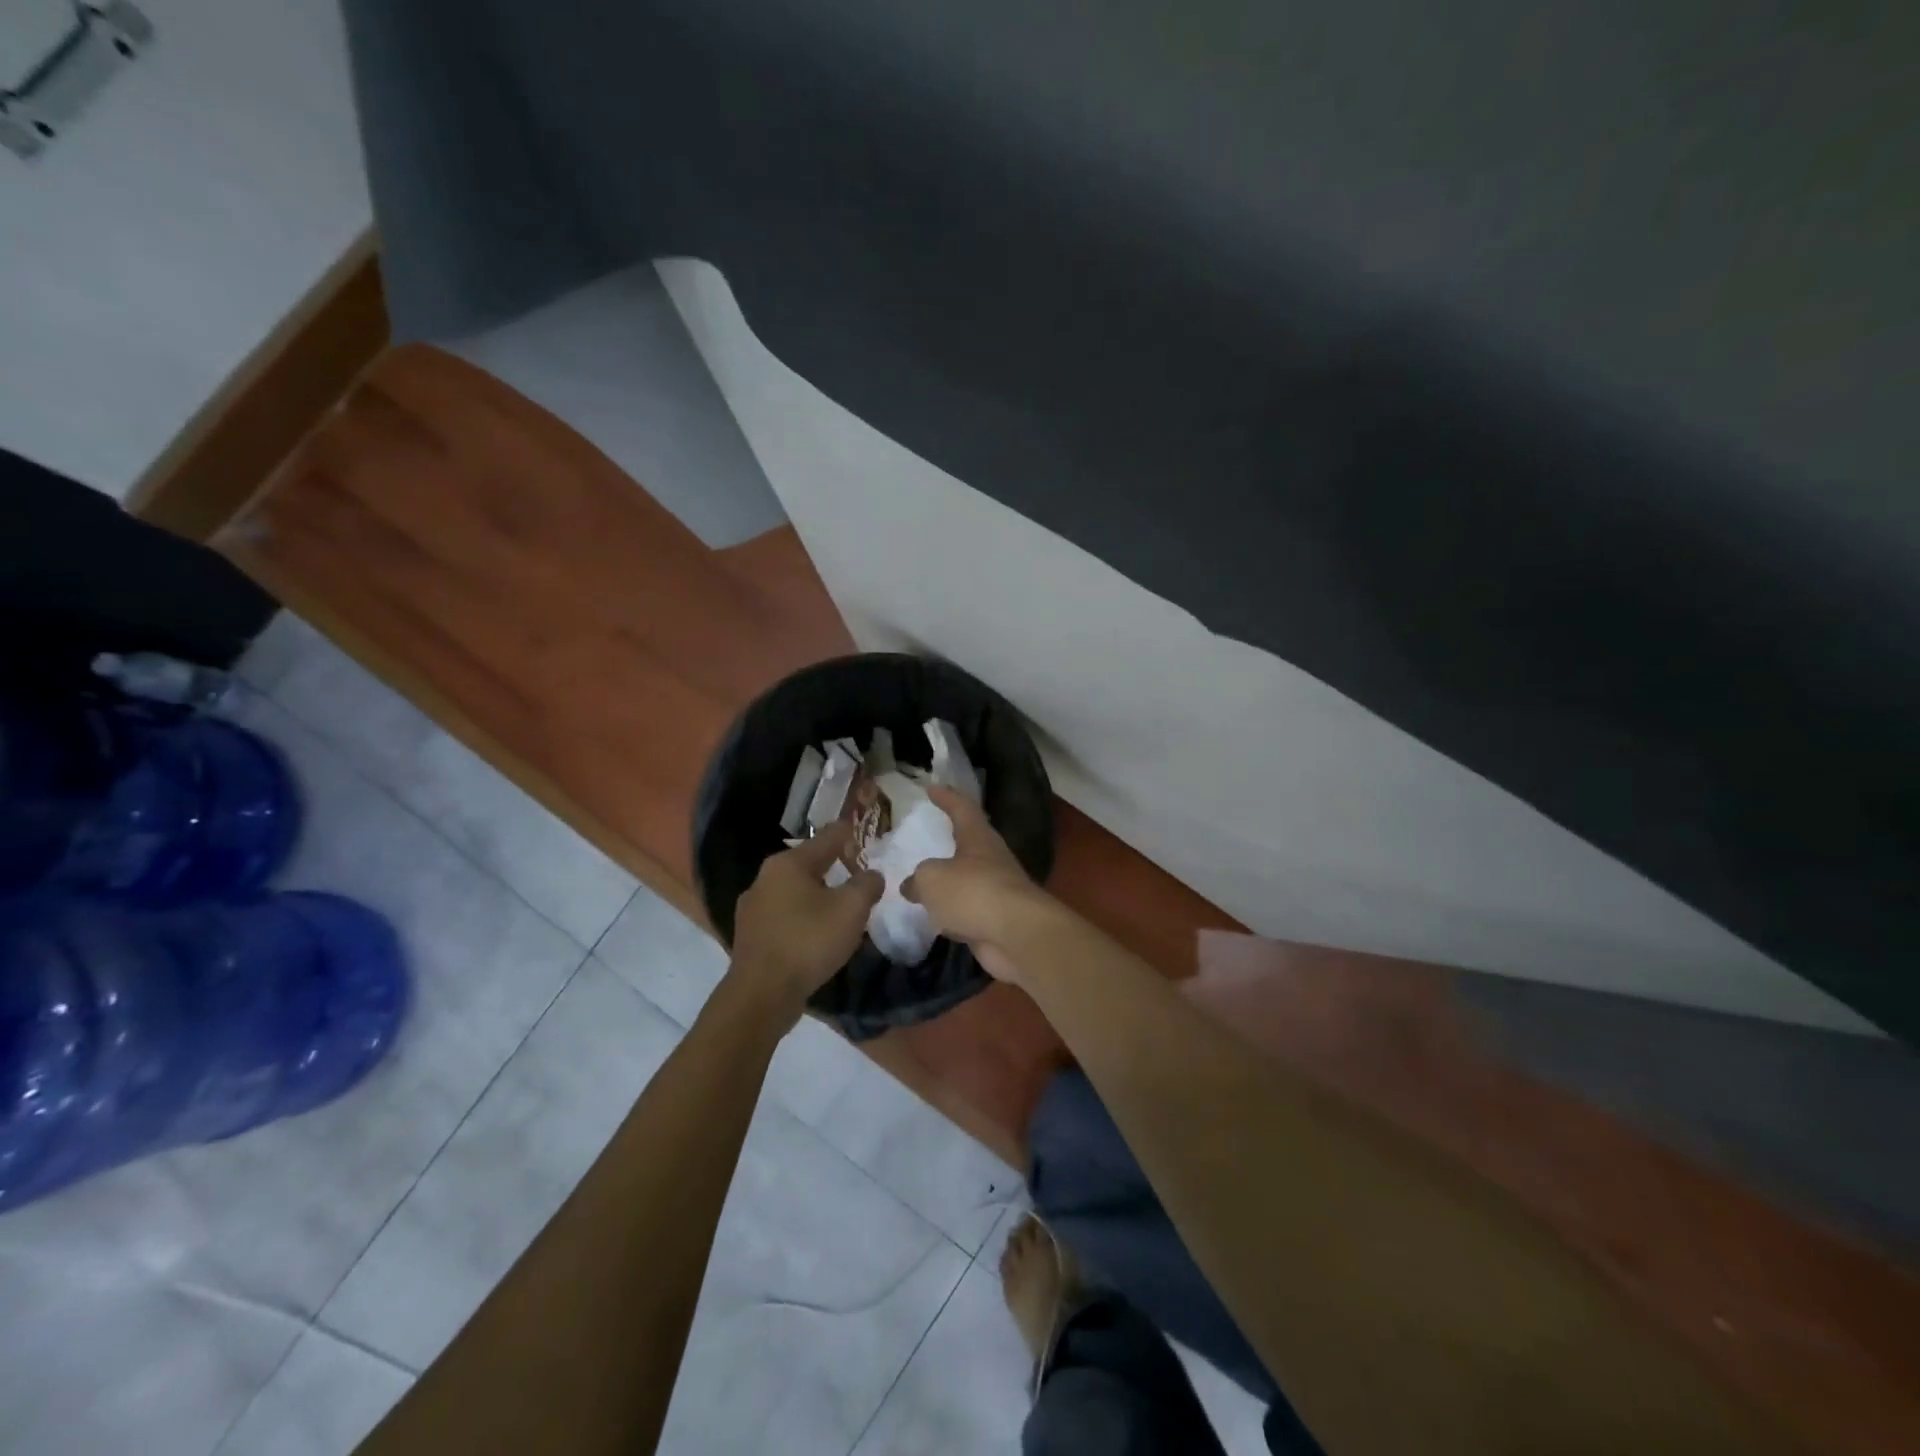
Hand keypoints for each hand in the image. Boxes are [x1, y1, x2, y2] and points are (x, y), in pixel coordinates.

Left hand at [728, 824, 883, 1019]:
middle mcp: (765, 878)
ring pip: (795, 891)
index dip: (848, 832)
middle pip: (809, 864)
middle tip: (858, 873)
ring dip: (818, 895)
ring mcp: (752, 907)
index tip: (862, 829)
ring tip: (840, 906)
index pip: (827, 838)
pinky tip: (815, 933)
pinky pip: (784, 916)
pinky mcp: (750, 935)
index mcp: (788, 863)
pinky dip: (803, 918)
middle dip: (834, 866)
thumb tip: (871, 875)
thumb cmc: (808, 942)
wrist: (762, 995)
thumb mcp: (851, 909)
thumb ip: (867, 884)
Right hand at [903, 787, 1049, 984]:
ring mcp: (997, 890)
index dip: (947, 797)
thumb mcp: (932, 879)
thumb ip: (917, 880)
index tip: (932, 787)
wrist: (1016, 934)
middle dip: (951, 838)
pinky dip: (953, 911)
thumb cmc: (973, 892)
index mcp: (978, 838)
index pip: (962, 808)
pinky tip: (937, 918)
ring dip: (950, 879)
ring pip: (968, 878)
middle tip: (930, 835)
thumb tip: (911, 887)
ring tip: (926, 880)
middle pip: (970, 842)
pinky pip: (968, 909)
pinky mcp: (997, 918)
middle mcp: (991, 858)